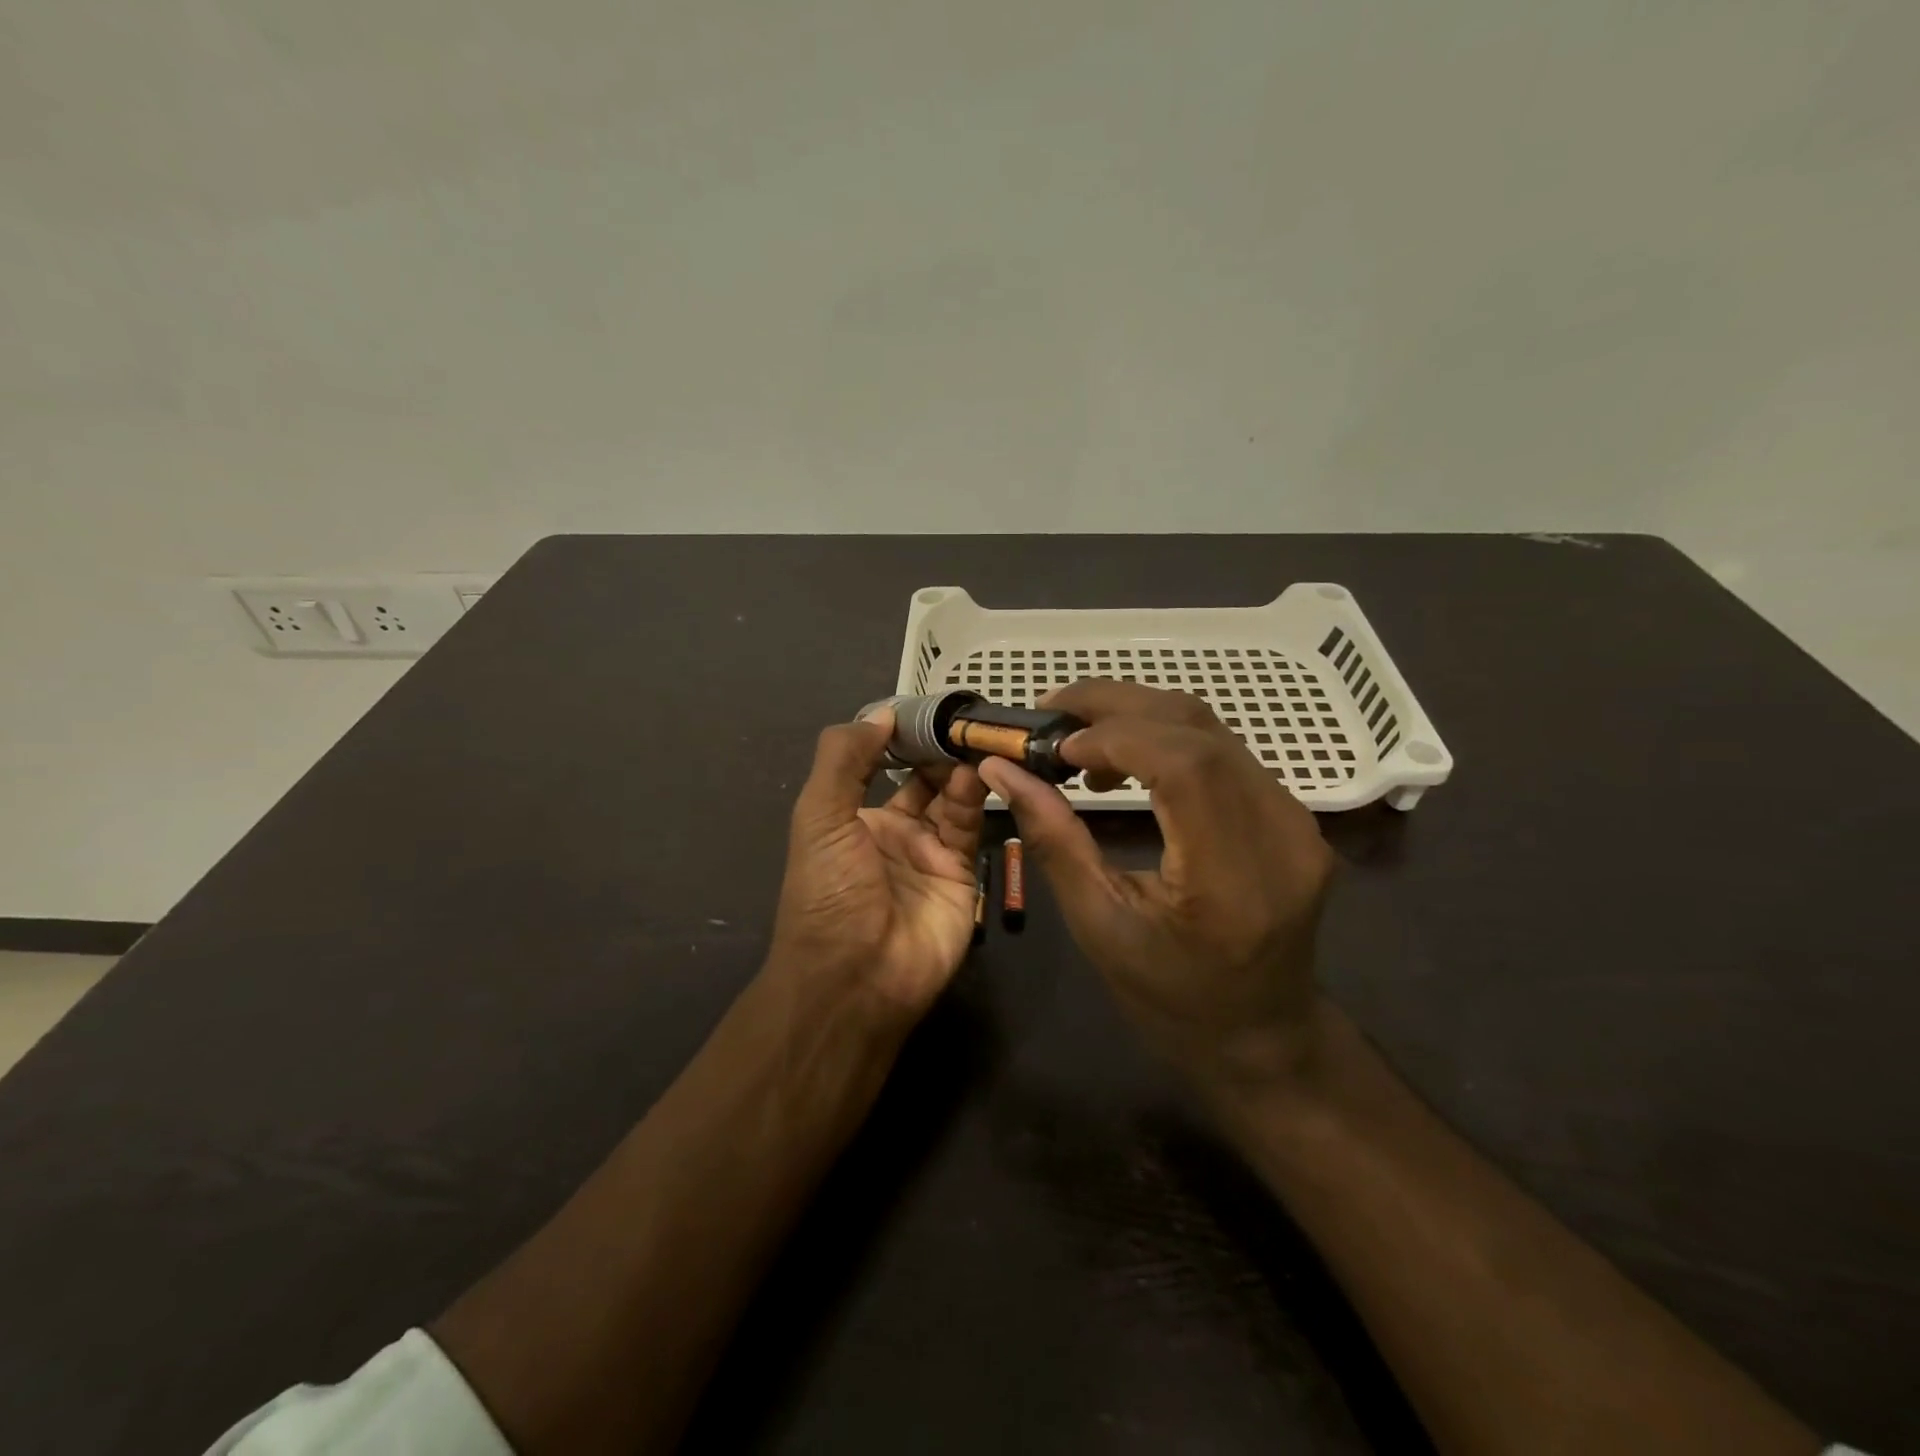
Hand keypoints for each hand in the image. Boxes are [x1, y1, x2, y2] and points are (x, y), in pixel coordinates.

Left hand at [768, 709, 987, 1023]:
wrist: (857, 976)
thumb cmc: (829, 890)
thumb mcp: (819, 816)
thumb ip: (844, 759)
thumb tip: (881, 714)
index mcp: (852, 818)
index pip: (879, 764)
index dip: (899, 736)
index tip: (925, 706)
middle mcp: (892, 832)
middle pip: (921, 779)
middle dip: (937, 749)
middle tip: (962, 718)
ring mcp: (929, 853)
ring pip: (950, 798)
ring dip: (959, 768)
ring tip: (974, 738)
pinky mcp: (962, 874)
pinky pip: (970, 827)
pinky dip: (975, 798)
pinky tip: (978, 772)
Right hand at [978, 681, 1335, 1095]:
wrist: (1261, 1035)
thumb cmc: (1170, 998)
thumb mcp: (1098, 925)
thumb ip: (1052, 840)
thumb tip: (999, 769)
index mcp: (1231, 881)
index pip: (1185, 766)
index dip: (1115, 737)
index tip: (1054, 746)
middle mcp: (1280, 835)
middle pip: (1199, 728)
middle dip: (1118, 704)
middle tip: (1051, 709)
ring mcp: (1297, 821)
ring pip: (1214, 728)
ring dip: (1140, 715)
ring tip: (1078, 736)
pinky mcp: (1294, 815)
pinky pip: (1225, 751)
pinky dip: (1167, 738)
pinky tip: (1126, 760)